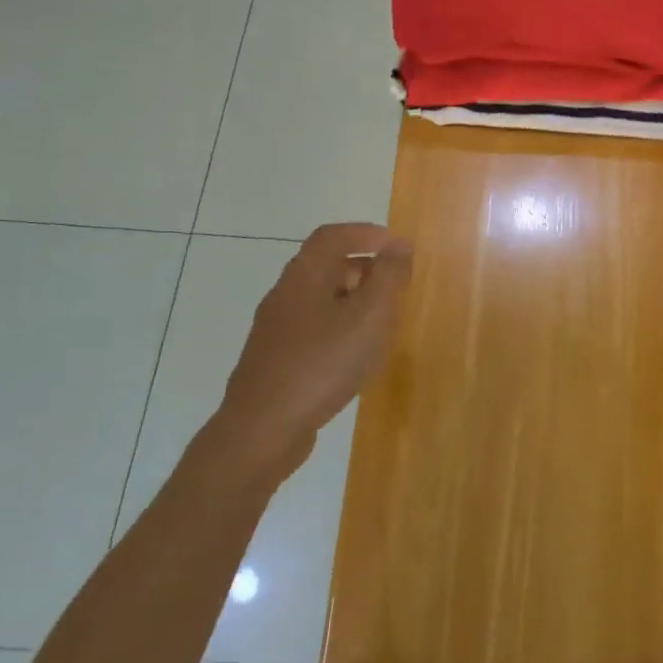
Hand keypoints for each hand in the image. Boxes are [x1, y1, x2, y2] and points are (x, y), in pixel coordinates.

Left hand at [215, 223, 412, 477]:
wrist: (262, 429)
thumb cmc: (322, 363)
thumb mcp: (369, 315)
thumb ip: (388, 276)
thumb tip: (399, 244)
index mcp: (305, 275)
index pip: (333, 236)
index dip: (365, 233)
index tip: (395, 245)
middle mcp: (285, 294)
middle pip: (325, 265)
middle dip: (363, 268)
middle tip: (395, 286)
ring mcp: (275, 329)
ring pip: (320, 299)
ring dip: (353, 301)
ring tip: (383, 322)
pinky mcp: (275, 359)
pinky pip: (313, 329)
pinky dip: (339, 328)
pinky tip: (355, 356)